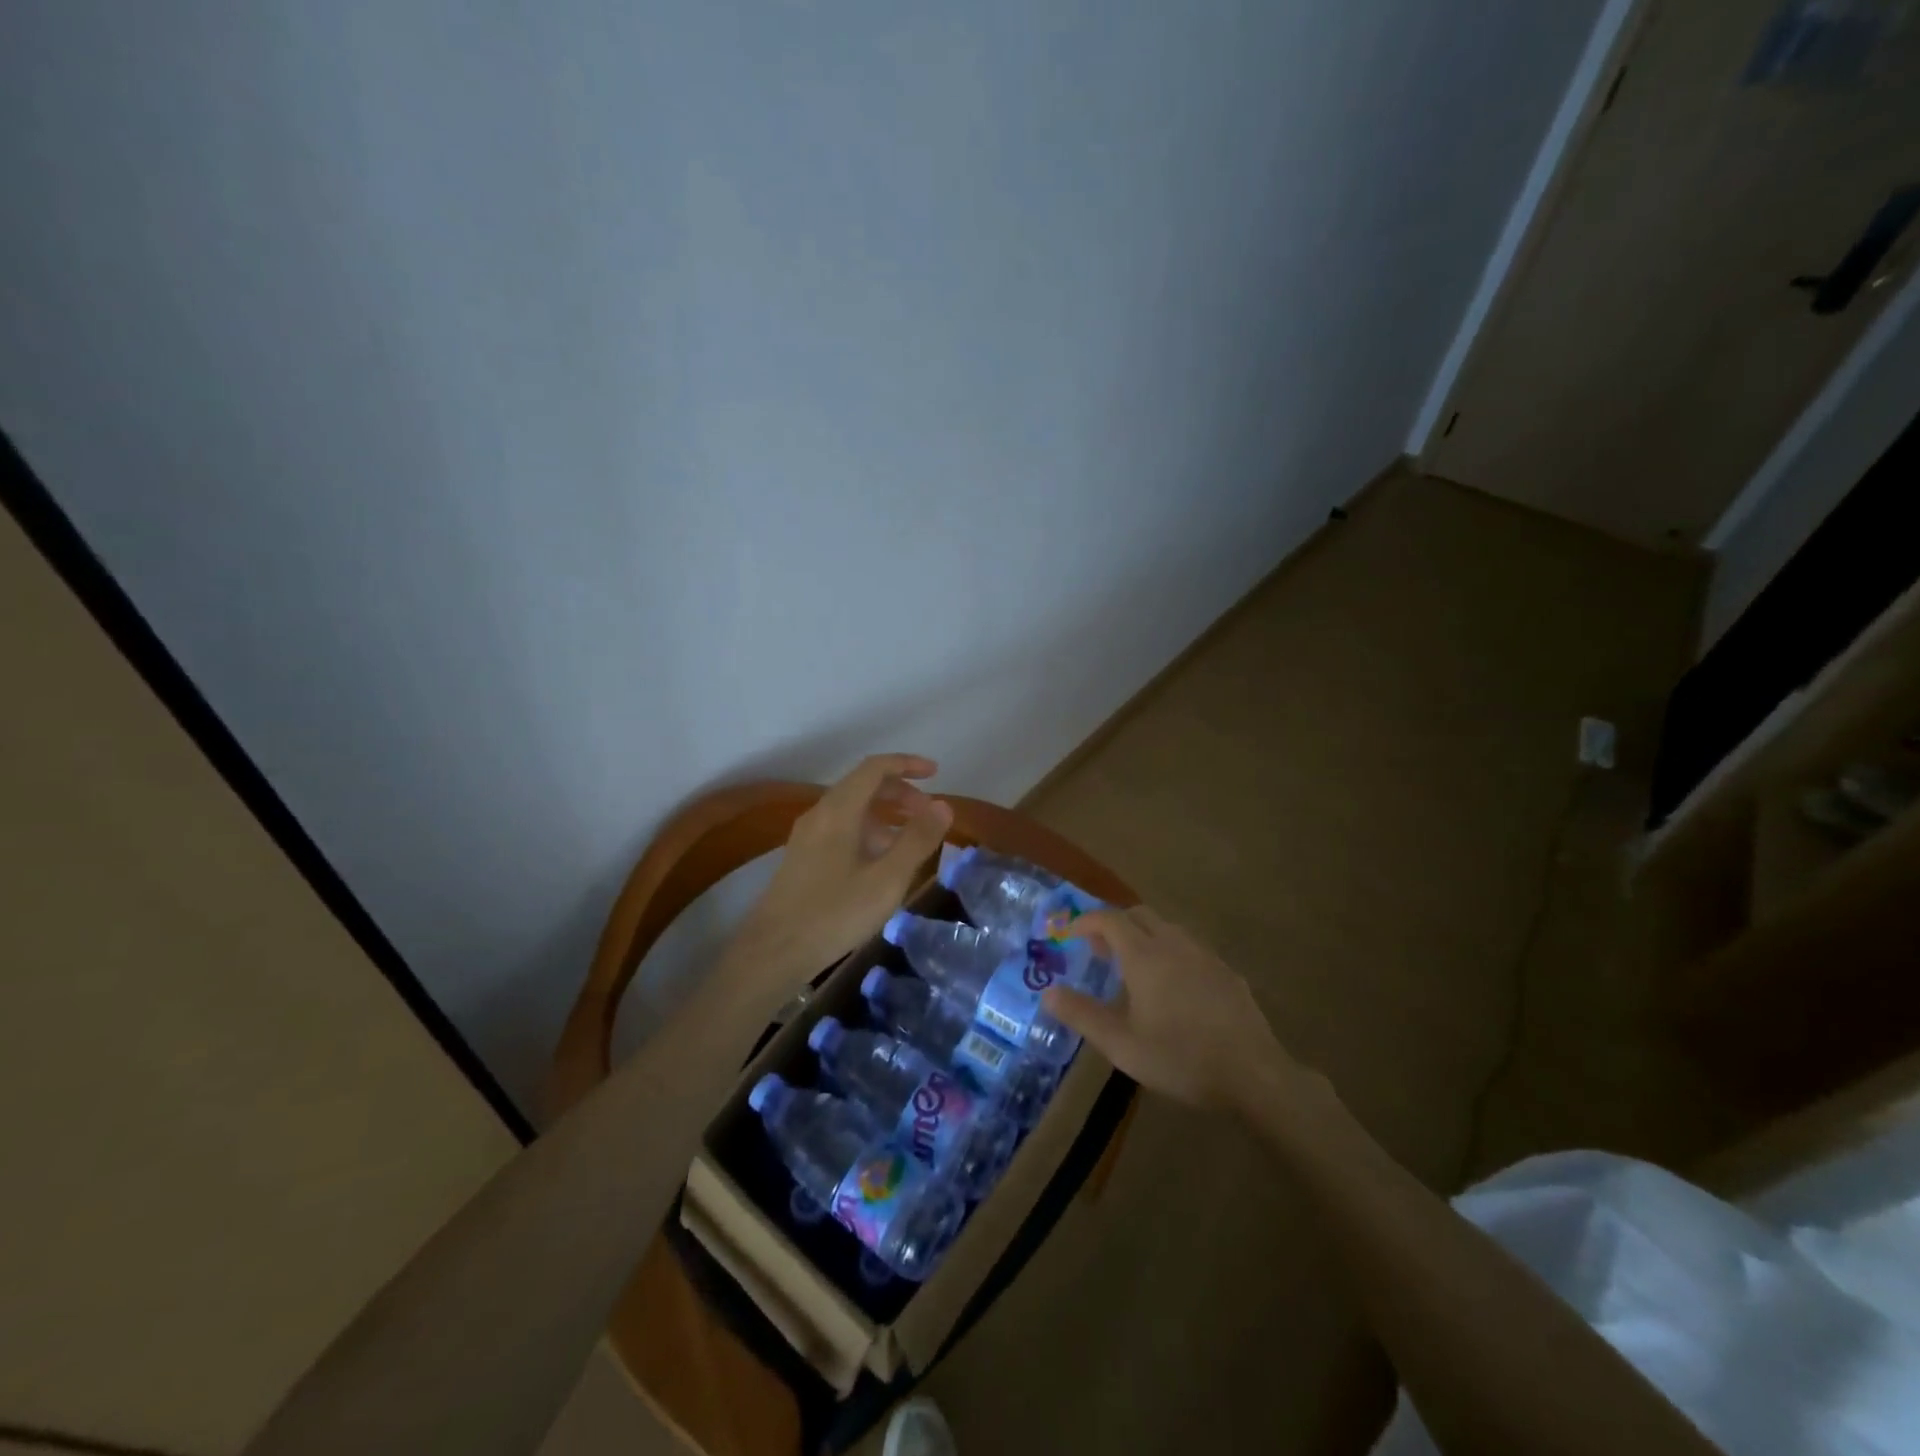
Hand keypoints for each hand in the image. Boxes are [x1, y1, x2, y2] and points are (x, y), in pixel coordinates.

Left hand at [731, 754, 952, 994]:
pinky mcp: (802, 857)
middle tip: (928, 814)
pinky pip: (841, 828)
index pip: (875, 768)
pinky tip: (880, 864)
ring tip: (910, 843)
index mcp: (839, 810)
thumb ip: (917, 839)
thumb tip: (943, 805)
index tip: (936, 774)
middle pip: (863, 785)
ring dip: (885, 815)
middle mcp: (820, 813)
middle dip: (900, 793)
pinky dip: (868, 832)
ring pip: (852, 809)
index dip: (907, 764)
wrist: (773, 952)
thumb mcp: (887, 879)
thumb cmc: (835, 913)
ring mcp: (807, 836)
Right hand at [1043, 906, 1296, 1112]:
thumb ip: (1082, 1015)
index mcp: (1144, 956)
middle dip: (1114, 925)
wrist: (1253, 1074)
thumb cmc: (1180, 1058)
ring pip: (1167, 929)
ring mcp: (1205, 955)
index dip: (1085, 922)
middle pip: (1139, 915)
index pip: (1109, 920)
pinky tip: (1173, 987)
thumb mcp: (1122, 1045)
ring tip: (1134, 969)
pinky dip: (1170, 952)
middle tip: (1100, 951)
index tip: (1070, 934)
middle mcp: (1173, 944)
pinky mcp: (1226, 972)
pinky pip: (1190, 948)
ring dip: (1143, 937)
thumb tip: (1048, 993)